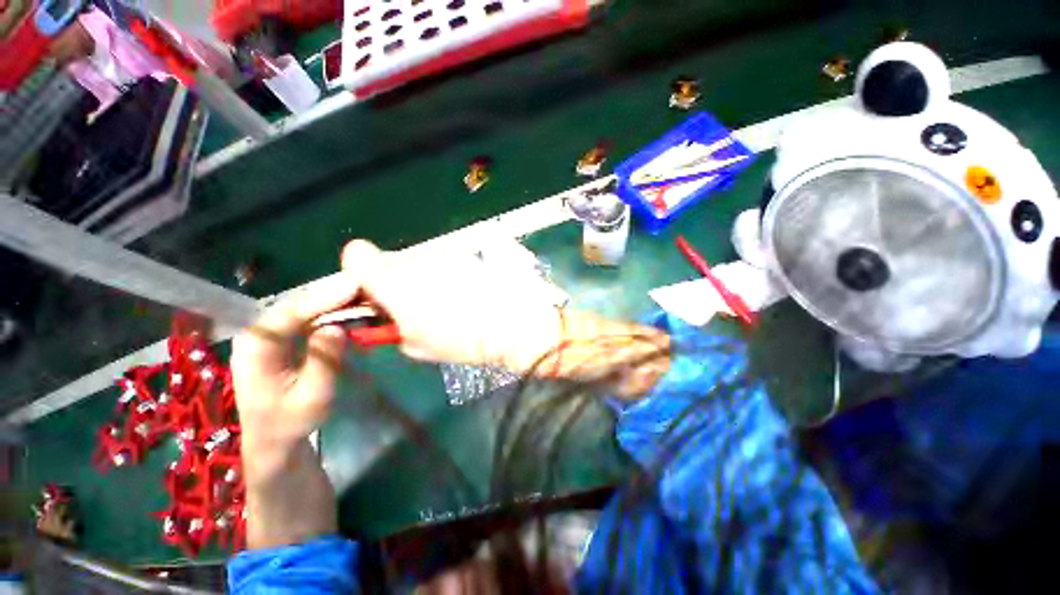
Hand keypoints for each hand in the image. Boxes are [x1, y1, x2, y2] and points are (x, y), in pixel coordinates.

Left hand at [231, 273, 359, 447]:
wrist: (273, 438)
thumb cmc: (291, 421)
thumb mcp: (313, 396)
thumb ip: (324, 361)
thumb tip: (337, 328)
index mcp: (258, 347)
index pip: (292, 312)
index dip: (325, 297)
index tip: (355, 286)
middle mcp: (258, 335)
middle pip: (297, 305)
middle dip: (332, 295)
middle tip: (365, 287)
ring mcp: (268, 336)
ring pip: (303, 310)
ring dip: (332, 303)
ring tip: (362, 295)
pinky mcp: (280, 341)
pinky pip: (306, 320)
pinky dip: (329, 314)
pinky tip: (348, 310)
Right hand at [341, 240, 562, 372]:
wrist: (511, 324)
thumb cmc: (462, 342)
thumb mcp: (415, 344)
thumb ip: (388, 323)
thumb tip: (382, 310)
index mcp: (396, 284)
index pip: (356, 254)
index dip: (360, 270)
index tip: (373, 290)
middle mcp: (417, 260)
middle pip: (390, 259)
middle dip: (396, 279)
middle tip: (416, 302)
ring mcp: (444, 253)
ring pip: (419, 259)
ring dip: (423, 276)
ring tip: (447, 299)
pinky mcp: (465, 253)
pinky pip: (444, 259)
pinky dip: (446, 272)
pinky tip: (465, 290)